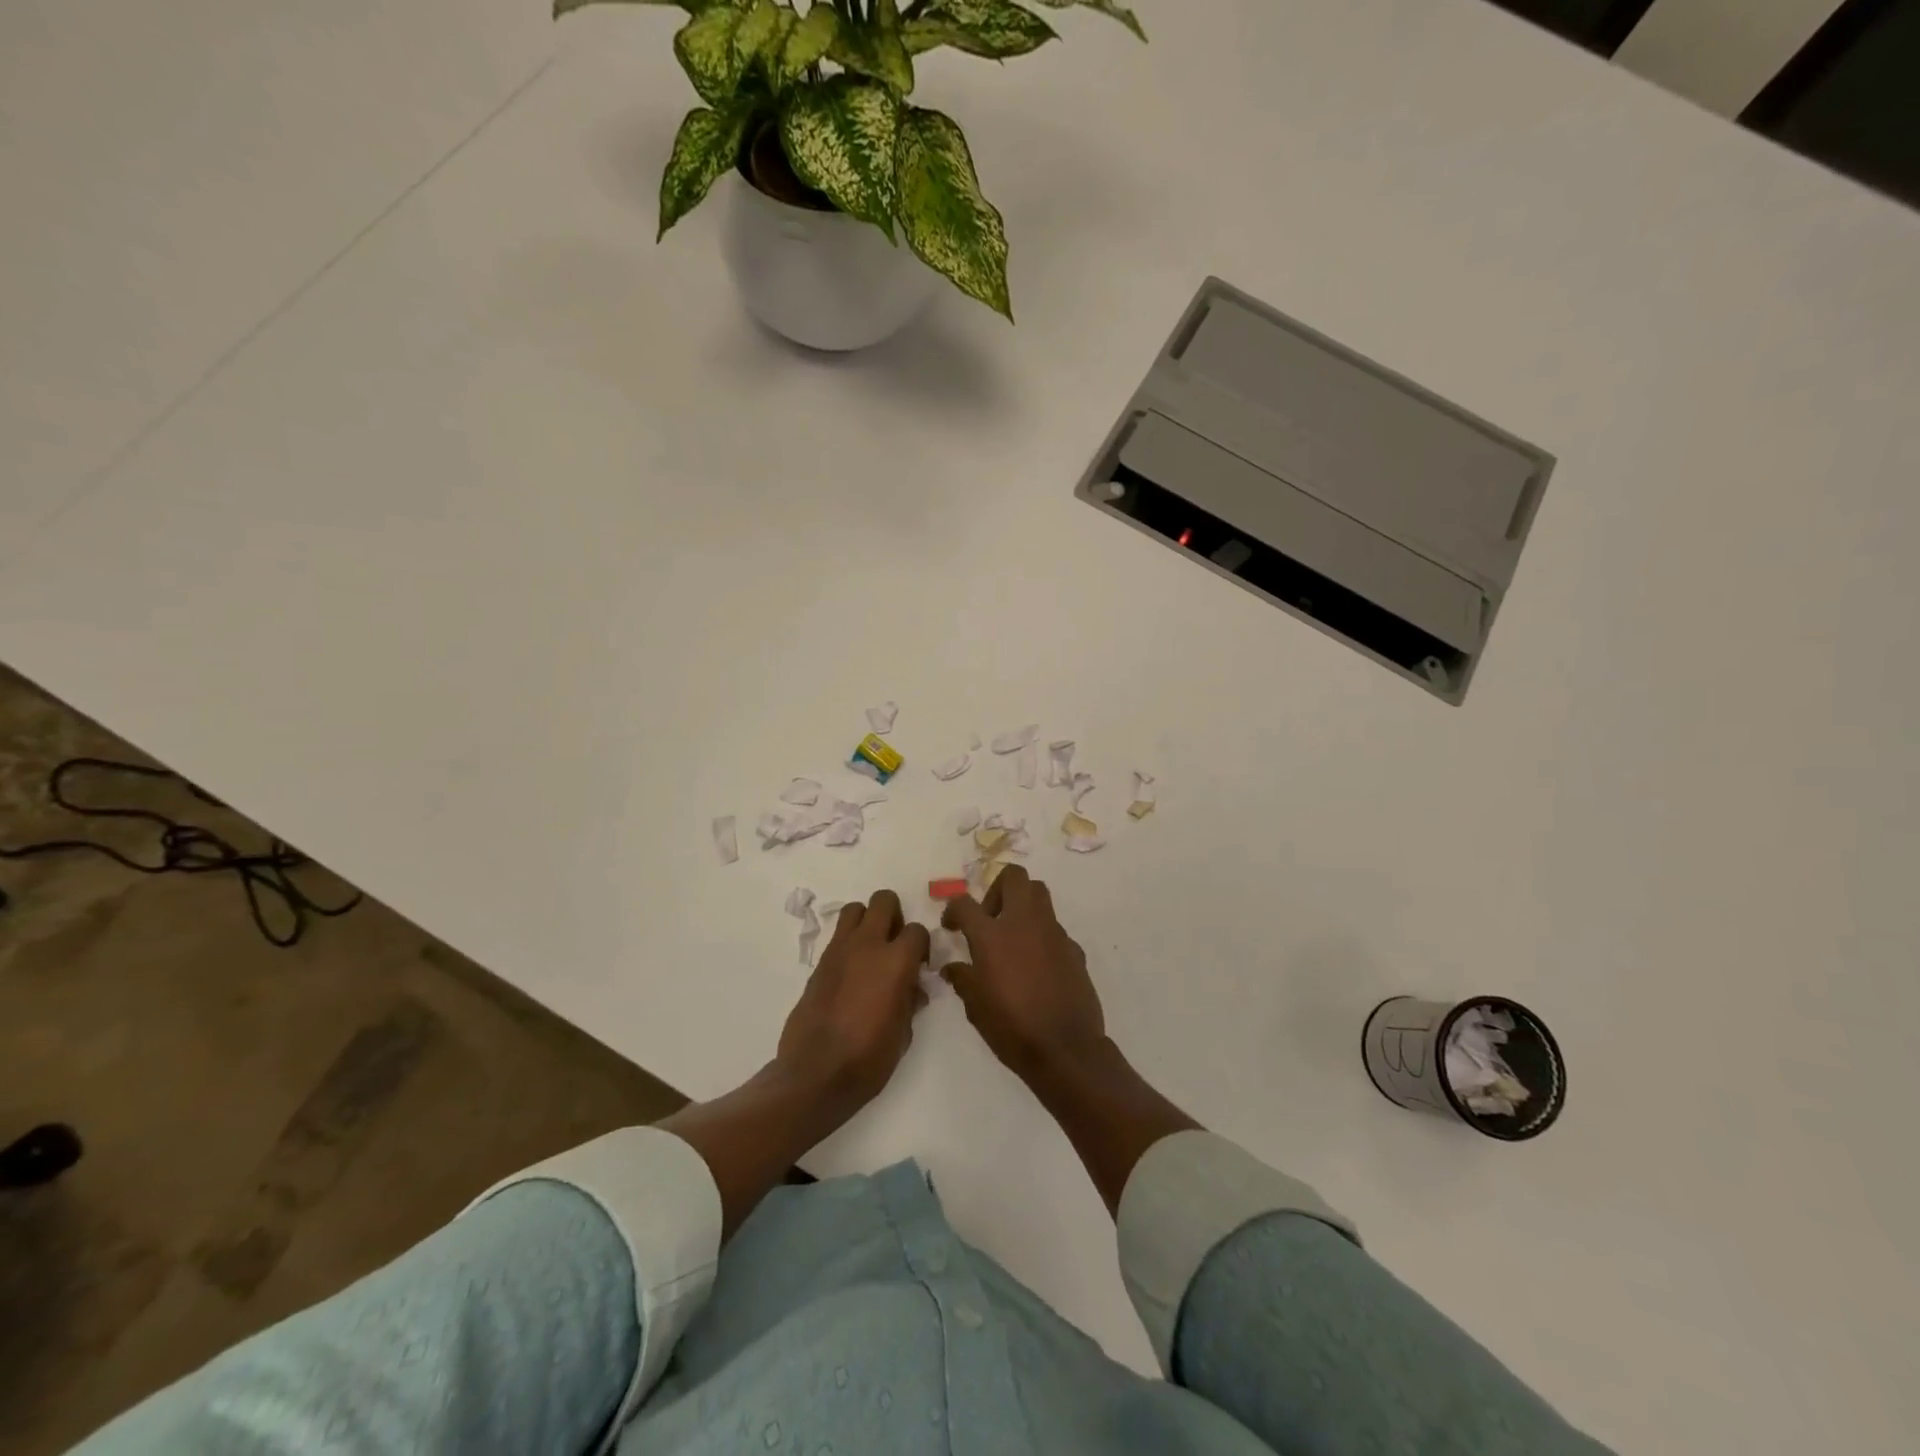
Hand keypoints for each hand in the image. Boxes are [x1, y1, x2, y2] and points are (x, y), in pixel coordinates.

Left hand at [777, 889, 930, 1110]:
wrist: (815, 1074)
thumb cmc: (868, 1059)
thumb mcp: (903, 1034)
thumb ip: (910, 1002)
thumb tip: (913, 989)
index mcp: (896, 962)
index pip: (917, 930)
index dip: (922, 946)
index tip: (919, 966)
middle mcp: (868, 945)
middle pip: (883, 900)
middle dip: (894, 916)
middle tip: (895, 944)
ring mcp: (839, 951)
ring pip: (855, 909)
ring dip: (867, 921)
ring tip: (871, 950)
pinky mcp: (819, 963)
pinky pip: (838, 936)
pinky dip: (848, 943)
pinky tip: (851, 972)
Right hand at [940, 865, 1106, 1084]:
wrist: (1066, 1048)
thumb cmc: (1012, 1028)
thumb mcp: (975, 1007)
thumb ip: (962, 979)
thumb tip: (953, 968)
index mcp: (992, 935)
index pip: (965, 903)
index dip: (953, 910)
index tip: (952, 926)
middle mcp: (1024, 923)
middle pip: (1013, 877)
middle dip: (996, 888)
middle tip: (989, 918)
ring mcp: (1053, 932)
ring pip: (1039, 893)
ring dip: (1022, 903)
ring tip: (1012, 935)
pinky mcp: (1073, 947)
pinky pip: (1054, 928)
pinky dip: (1041, 935)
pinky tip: (1036, 964)